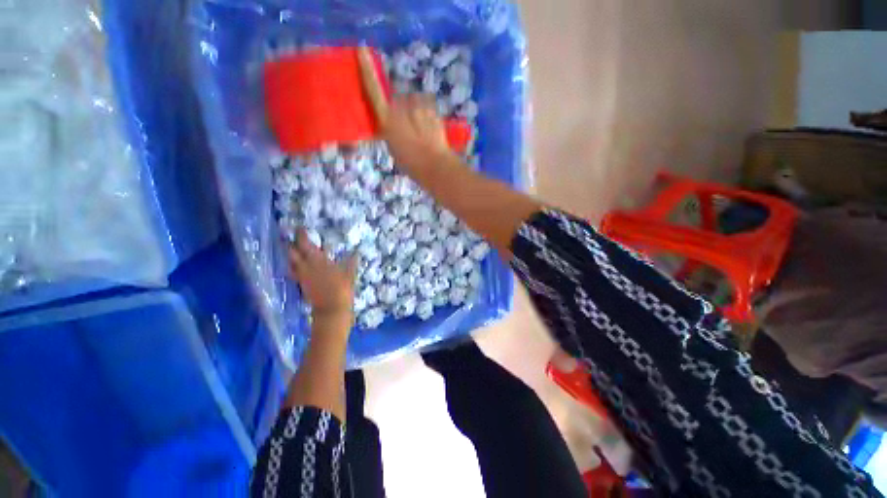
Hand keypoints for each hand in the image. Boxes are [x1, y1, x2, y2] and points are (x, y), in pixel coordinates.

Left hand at [288, 229, 357, 318]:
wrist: (331, 311)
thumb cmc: (341, 290)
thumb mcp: (349, 274)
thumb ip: (351, 262)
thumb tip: (356, 252)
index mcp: (317, 259)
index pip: (304, 243)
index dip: (300, 234)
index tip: (299, 227)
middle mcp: (306, 266)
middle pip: (292, 252)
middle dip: (291, 244)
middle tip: (293, 239)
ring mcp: (302, 276)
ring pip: (291, 262)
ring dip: (291, 256)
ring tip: (293, 251)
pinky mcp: (302, 285)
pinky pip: (294, 273)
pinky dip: (294, 268)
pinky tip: (299, 267)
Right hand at [357, 48, 455, 170]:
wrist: (434, 163)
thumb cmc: (408, 159)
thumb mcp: (391, 143)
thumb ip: (388, 125)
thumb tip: (389, 117)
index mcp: (386, 115)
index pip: (373, 88)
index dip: (367, 69)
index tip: (362, 49)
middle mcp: (401, 104)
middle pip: (396, 97)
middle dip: (399, 106)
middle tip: (404, 126)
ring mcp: (418, 104)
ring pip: (411, 100)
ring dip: (413, 108)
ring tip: (417, 128)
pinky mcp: (432, 107)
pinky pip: (424, 104)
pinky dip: (424, 111)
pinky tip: (427, 125)